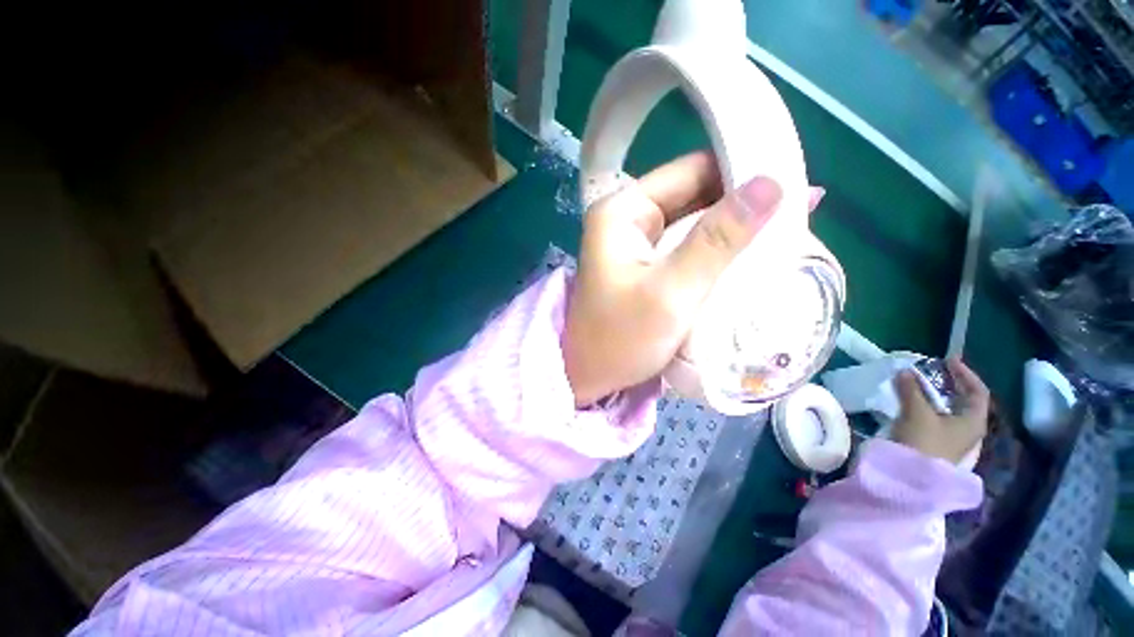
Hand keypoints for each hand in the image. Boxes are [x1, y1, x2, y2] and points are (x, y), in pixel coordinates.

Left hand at [561, 151, 822, 404]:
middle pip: (695, 196)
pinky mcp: (647, 267)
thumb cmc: (620, 339)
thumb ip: (718, 240)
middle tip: (801, 210)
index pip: (690, 171)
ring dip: (734, 231)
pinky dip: (718, 252)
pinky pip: (688, 248)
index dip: (740, 169)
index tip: (793, 179)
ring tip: (790, 231)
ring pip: (695, 223)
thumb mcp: (671, 292)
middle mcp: (628, 219)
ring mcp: (637, 245)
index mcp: (622, 211)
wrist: (590, 378)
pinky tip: (752, 255)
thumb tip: (772, 183)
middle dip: (742, 204)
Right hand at [892, 358, 990, 463]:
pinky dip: (929, 408)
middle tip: (930, 373)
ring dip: (935, 396)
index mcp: (974, 420)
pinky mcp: (939, 445)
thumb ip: (911, 390)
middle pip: (965, 401)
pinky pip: (939, 420)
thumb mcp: (917, 412)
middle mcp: (970, 429)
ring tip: (917, 387)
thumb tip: (906, 371)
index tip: (947, 361)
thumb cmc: (924, 442)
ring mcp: (955, 439)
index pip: (978, 391)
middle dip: (948, 385)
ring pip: (950, 411)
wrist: (912, 477)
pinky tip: (914, 406)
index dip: (965, 373)